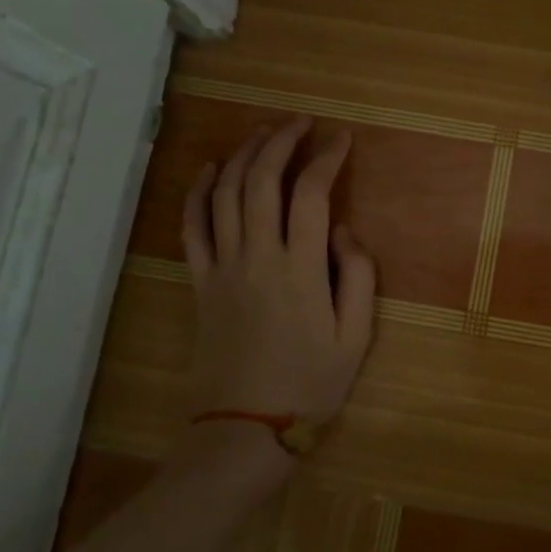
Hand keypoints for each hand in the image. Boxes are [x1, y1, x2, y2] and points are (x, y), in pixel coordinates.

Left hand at [181, 117, 376, 425]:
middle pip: (262, 180)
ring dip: (242, 155)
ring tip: (262, 132)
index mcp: (301, 269)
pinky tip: (209, 169)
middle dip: (281, 141)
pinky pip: (192, 227)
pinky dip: (198, 192)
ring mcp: (222, 267)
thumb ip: (358, 276)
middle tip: (300, 122)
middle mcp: (258, 256)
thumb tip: (344, 230)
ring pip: (225, 194)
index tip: (341, 139)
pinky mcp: (200, 282)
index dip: (327, 158)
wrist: (245, 429)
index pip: (312, 194)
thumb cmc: (310, 384)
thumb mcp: (356, 336)